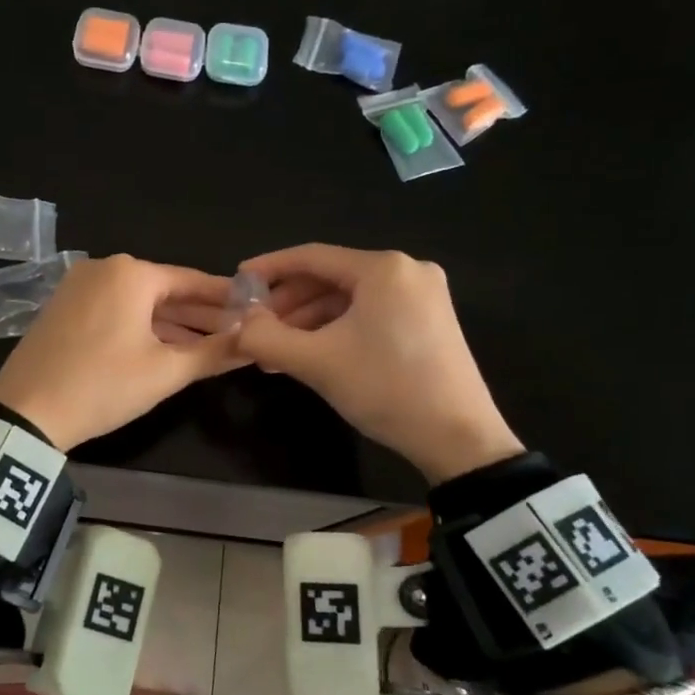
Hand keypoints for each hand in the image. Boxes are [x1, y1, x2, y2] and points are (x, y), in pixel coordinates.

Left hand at [0, 255, 244, 449]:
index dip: (226, 298)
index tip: (255, 309)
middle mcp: (104, 268)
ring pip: (139, 303)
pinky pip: (115, 311)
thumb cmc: (103, 386)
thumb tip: (254, 341)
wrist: (25, 412)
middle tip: (238, 333)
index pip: (192, 280)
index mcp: (131, 273)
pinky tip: (167, 347)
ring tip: (211, 345)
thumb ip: (214, 353)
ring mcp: (79, 287)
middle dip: (201, 315)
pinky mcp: (64, 308)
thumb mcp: (165, 372)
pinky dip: (143, 327)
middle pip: (165, 290)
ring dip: (173, 324)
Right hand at [233, 244, 521, 483]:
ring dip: (309, 322)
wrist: (458, 437)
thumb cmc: (385, 389)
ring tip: (276, 351)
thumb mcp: (316, 363)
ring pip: (349, 299)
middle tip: (255, 328)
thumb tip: (238, 324)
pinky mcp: (429, 321)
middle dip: (288, 304)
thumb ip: (266, 338)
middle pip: (331, 277)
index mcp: (383, 269)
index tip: (237, 280)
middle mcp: (407, 271)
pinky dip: (336, 330)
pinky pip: (369, 314)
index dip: (269, 268)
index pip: (312, 257)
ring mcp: (422, 296)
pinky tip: (310, 354)